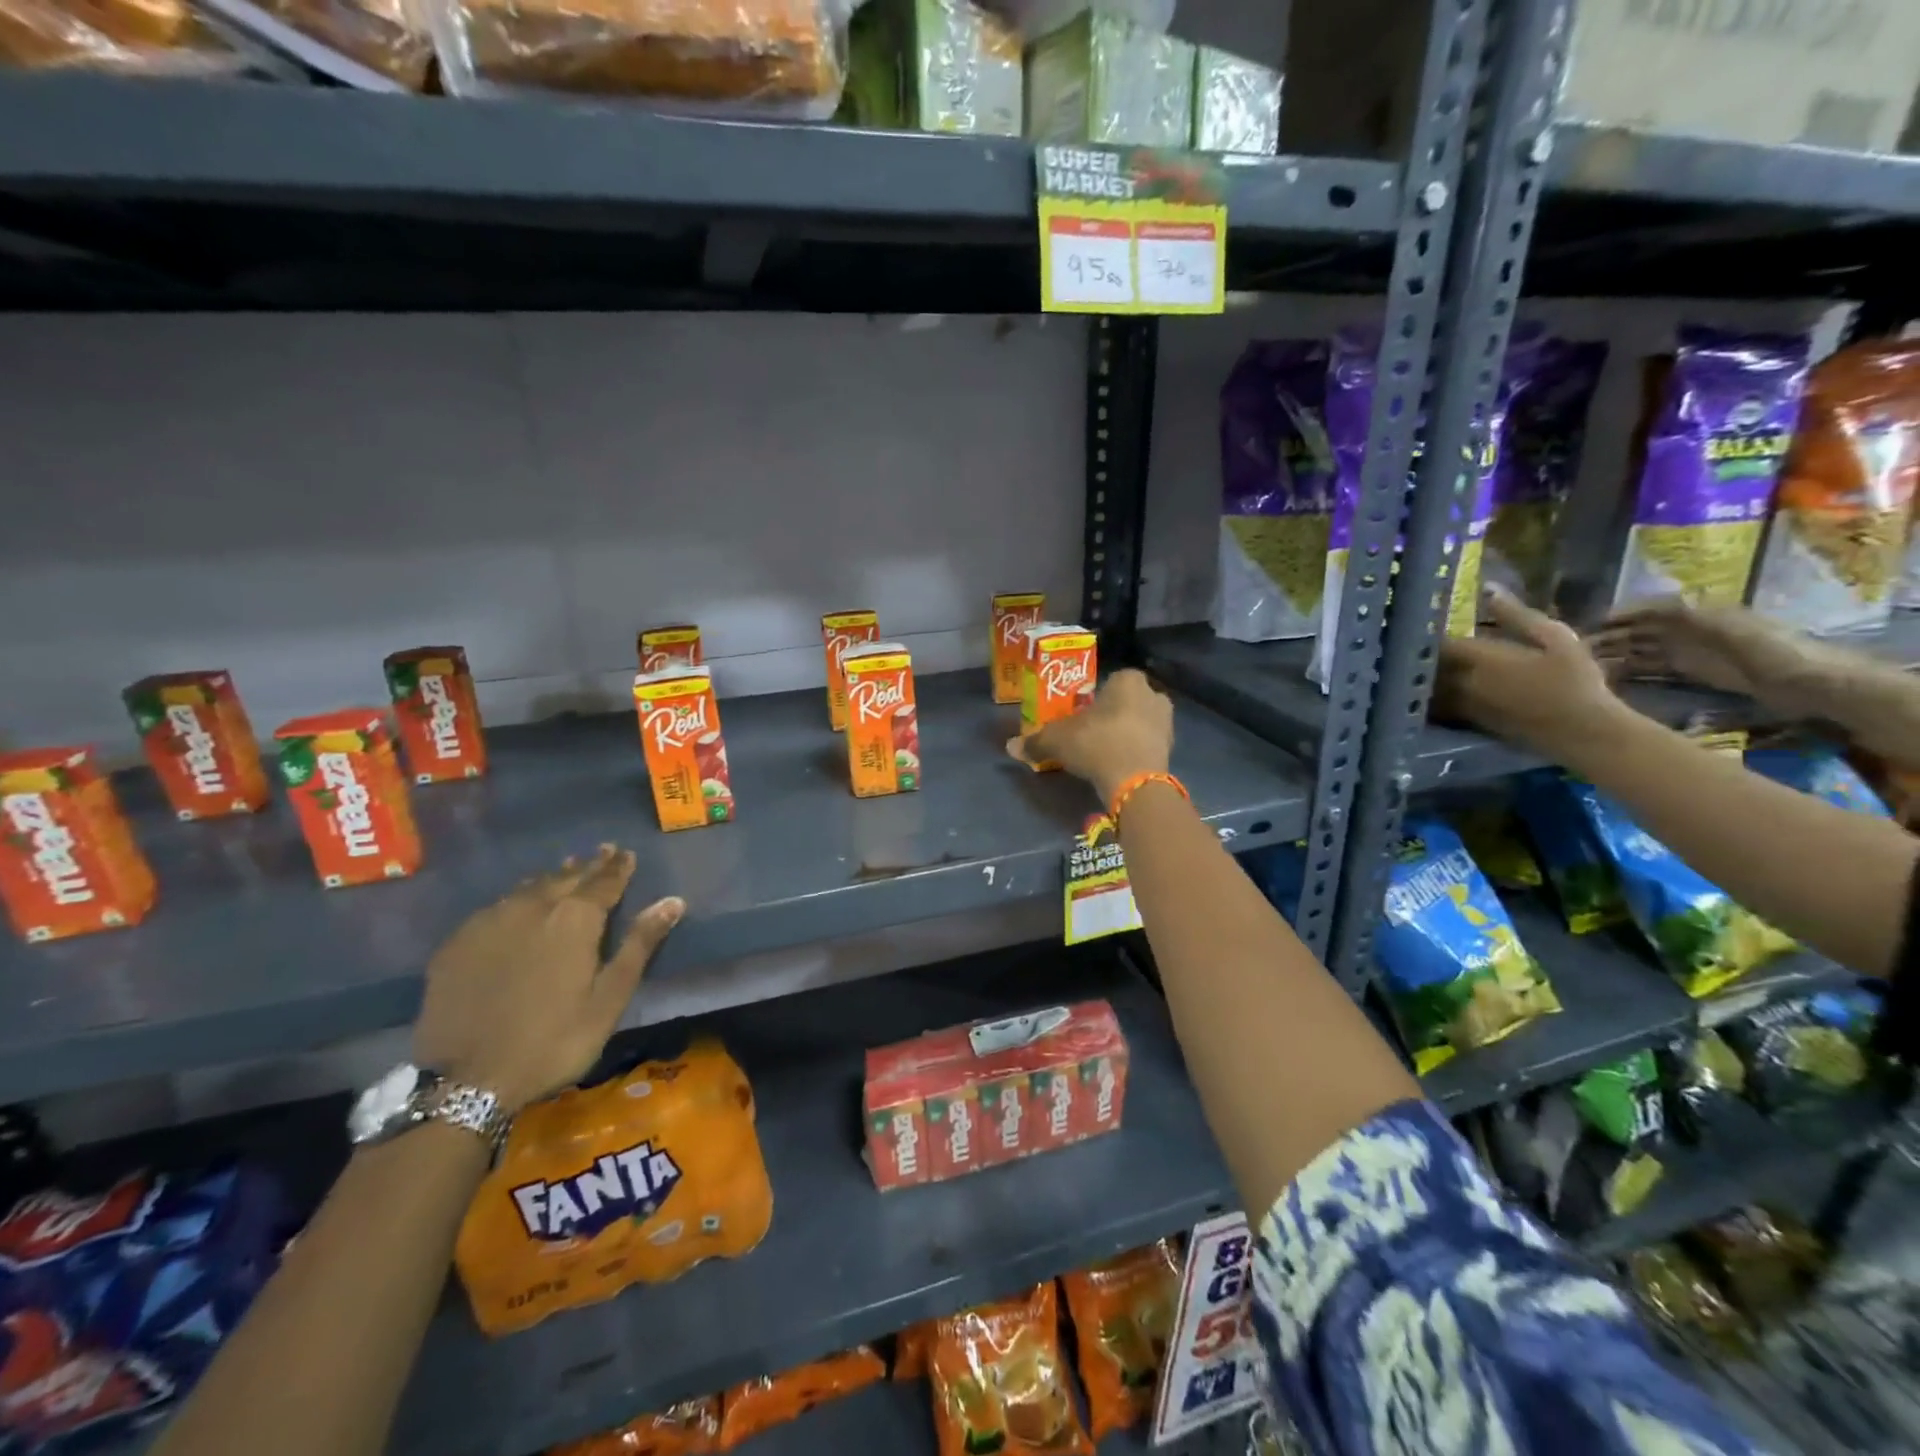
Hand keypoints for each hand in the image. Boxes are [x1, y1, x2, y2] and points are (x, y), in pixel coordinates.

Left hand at [412, 846, 683, 1114]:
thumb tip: (673, 901)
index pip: (604, 881)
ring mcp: (489, 923)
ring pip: (528, 889)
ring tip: (564, 872)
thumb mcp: (609, 997)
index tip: (626, 853)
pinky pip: (495, 908)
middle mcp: (532, 907)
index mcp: (575, 918)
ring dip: (552, 879)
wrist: (466, 1081)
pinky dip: (516, 901)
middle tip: (601, 853)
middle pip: (565, 877)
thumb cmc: (554, 1040)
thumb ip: (640, 944)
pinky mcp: (457, 944)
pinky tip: (516, 908)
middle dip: (587, 866)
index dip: (618, 867)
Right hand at [1006, 668, 1172, 802]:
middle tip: (1092, 732)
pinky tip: (1118, 765)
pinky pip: (1147, 744)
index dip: (1095, 697)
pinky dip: (1135, 751)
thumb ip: (1036, 741)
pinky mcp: (1171, 750)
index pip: (1111, 680)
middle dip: (1113, 714)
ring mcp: (1167, 723)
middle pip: (1128, 701)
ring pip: (1140, 722)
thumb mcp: (1057, 740)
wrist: (1134, 781)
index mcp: (1128, 680)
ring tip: (1104, 751)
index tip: (1082, 714)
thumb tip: (1011, 747)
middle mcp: (1153, 694)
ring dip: (1125, 733)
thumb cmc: (1097, 743)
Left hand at [1434, 588, 1628, 755]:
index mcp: (1479, 658)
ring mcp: (1461, 705)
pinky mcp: (1467, 723)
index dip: (1426, 631)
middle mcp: (1462, 682)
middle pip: (1427, 665)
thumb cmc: (1575, 681)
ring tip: (1418, 663)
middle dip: (1420, 653)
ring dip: (1421, 675)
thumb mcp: (1556, 639)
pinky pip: (1437, 705)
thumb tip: (1489, 588)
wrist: (1584, 733)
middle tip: (1413, 641)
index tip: (1421, 621)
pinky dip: (1430, 694)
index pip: (1437, 641)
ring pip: (1427, 686)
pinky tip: (1432, 688)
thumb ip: (1518, 615)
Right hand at [1589, 598, 1822, 711]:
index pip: (1650, 609)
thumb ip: (1687, 615)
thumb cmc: (1772, 651)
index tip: (1589, 625)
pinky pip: (1651, 667)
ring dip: (1615, 653)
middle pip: (1642, 629)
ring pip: (1641, 648)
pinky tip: (1607, 676)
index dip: (1621, 614)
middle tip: (1575, 649)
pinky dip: (1629, 669)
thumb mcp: (1729, 628)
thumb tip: (1643, 604)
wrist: (1811, 684)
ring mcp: (1690, 651)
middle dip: (1610, 635)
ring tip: (1583, 664)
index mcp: (1699, 614)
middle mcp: (1690, 629)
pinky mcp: (1692, 672)